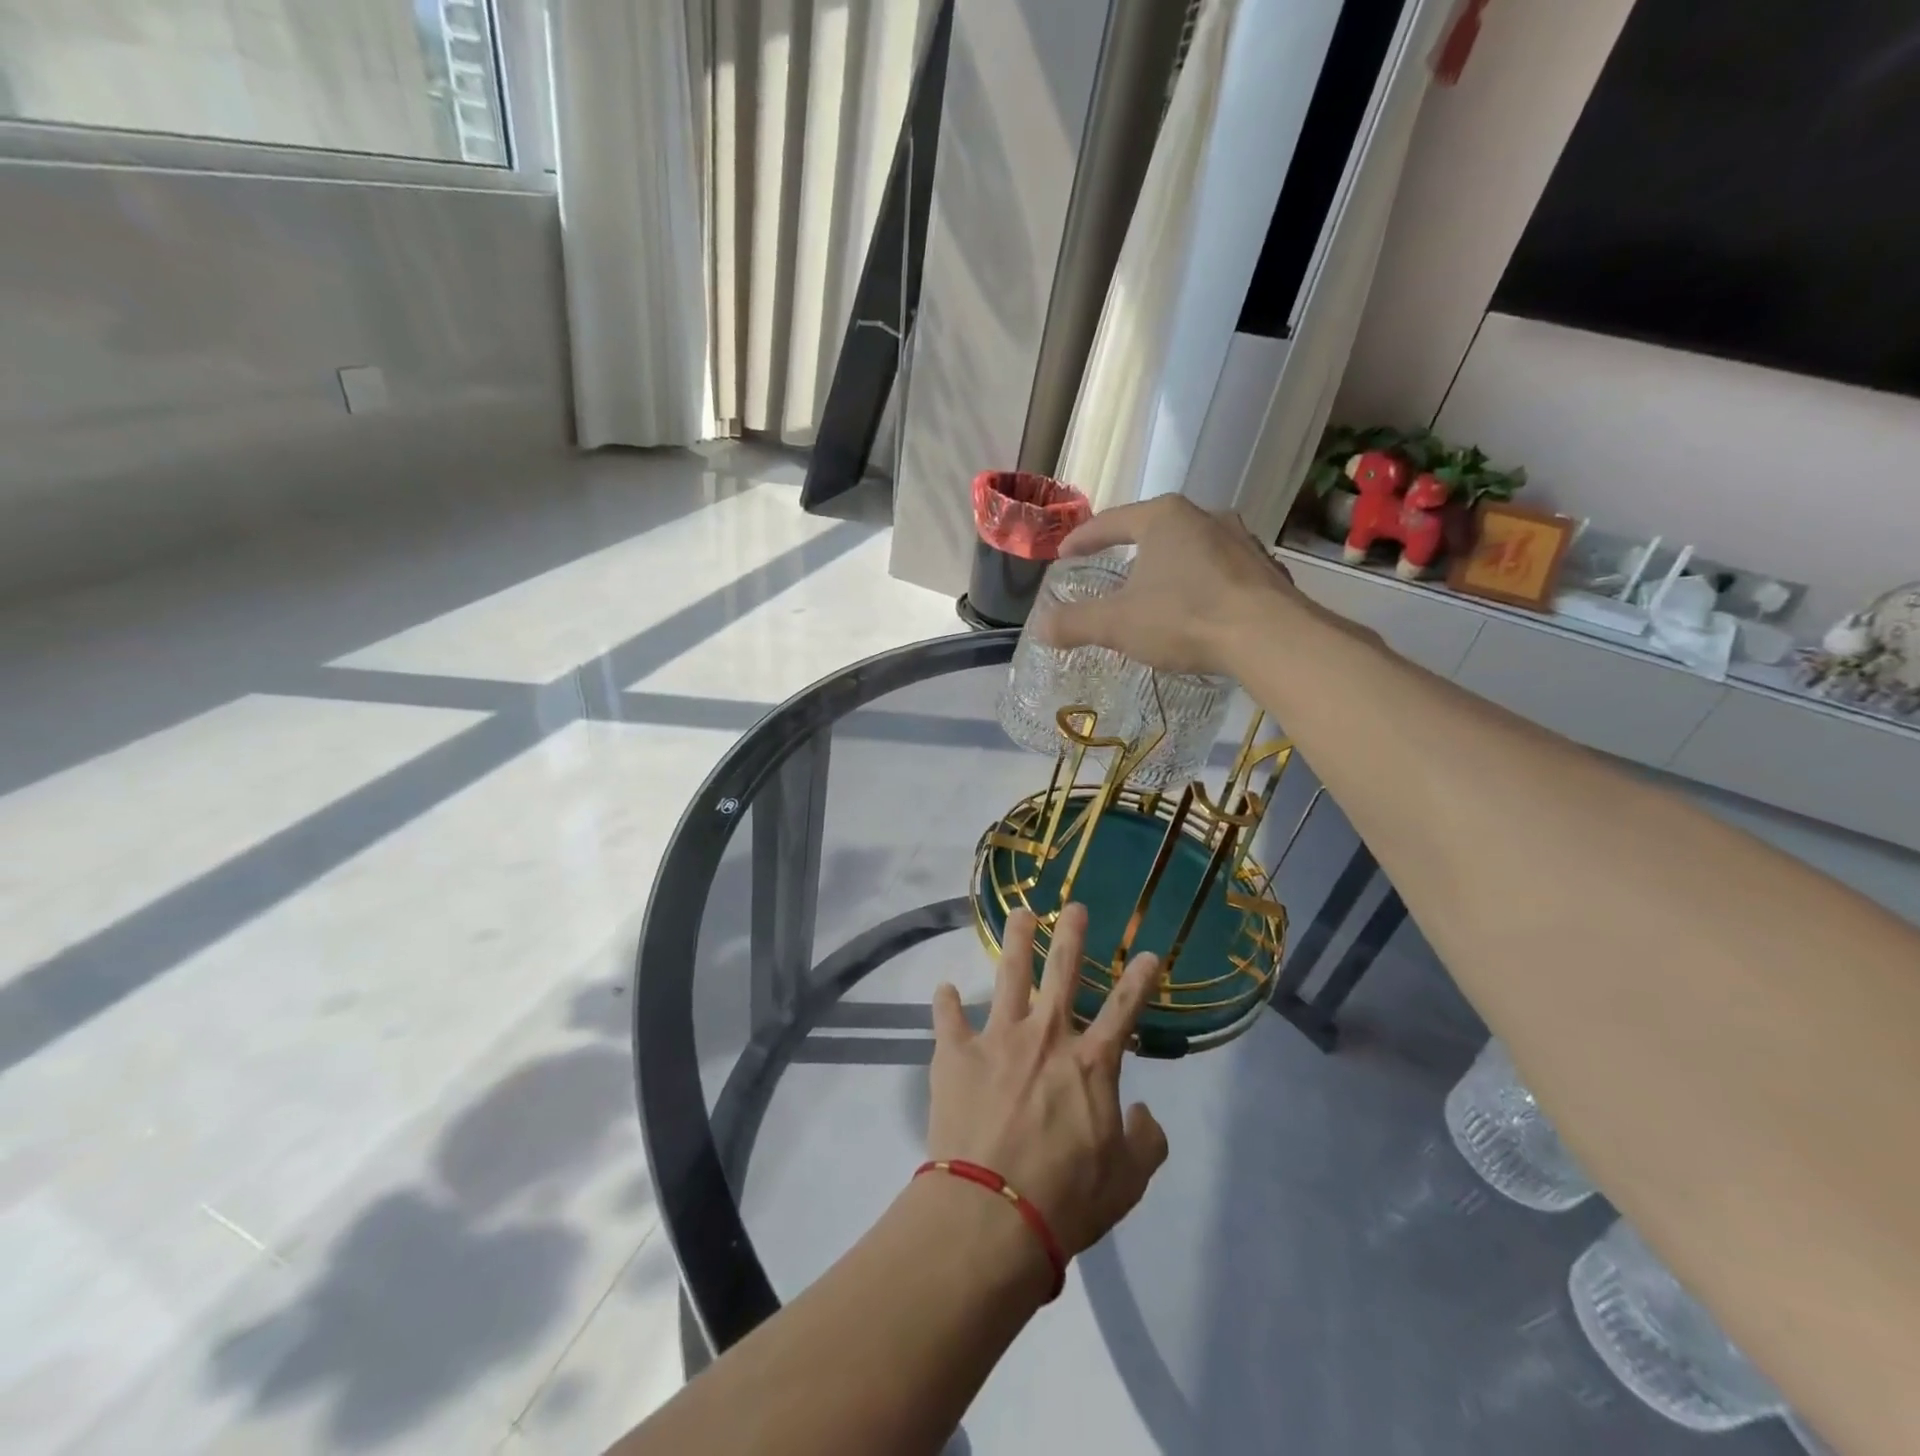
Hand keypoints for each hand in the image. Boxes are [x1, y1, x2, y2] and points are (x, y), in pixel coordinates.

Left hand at [927, 905, 1169, 1258]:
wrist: (993, 1211)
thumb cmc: (1067, 1198)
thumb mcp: (1128, 1180)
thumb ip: (1146, 1141)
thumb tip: (1143, 1113)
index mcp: (1090, 1063)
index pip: (1123, 1010)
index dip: (1139, 980)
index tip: (1149, 953)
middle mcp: (1046, 1037)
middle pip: (1062, 973)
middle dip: (1071, 936)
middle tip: (1073, 907)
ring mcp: (998, 1038)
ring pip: (1008, 976)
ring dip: (1015, 942)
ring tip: (1019, 914)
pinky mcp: (956, 1053)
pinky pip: (948, 1018)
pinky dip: (945, 1002)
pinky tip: (943, 988)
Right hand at [1038, 496, 1301, 676]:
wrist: (1269, 637)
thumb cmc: (1184, 617)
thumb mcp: (1117, 623)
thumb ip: (1075, 622)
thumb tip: (1040, 626)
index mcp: (1164, 518)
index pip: (1111, 522)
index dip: (1083, 539)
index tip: (1064, 554)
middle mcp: (1204, 516)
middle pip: (1155, 529)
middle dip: (1131, 549)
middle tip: (1112, 569)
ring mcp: (1241, 540)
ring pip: (1192, 548)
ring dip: (1171, 565)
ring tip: (1157, 589)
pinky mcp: (1265, 568)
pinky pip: (1220, 571)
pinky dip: (1201, 584)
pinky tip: (1198, 607)